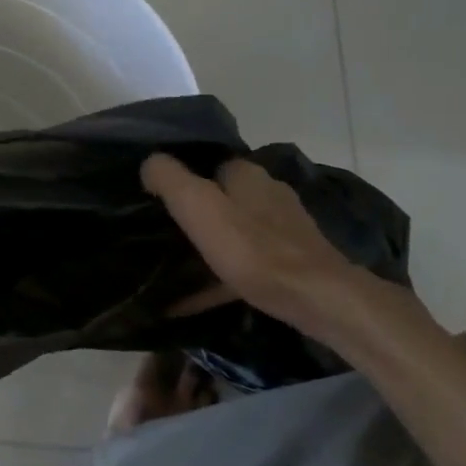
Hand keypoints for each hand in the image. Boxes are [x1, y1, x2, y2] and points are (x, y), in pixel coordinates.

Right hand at [143, 154, 394, 341]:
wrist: (316, 299)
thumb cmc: (251, 248)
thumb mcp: (197, 205)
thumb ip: (169, 178)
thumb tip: (149, 162)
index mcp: (248, 176)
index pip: (209, 164)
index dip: (182, 178)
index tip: (154, 198)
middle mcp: (268, 196)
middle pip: (222, 200)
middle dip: (193, 215)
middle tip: (158, 232)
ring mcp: (283, 232)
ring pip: (233, 235)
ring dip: (204, 248)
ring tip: (169, 269)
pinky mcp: (288, 265)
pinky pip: (242, 269)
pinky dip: (215, 281)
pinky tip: (187, 303)